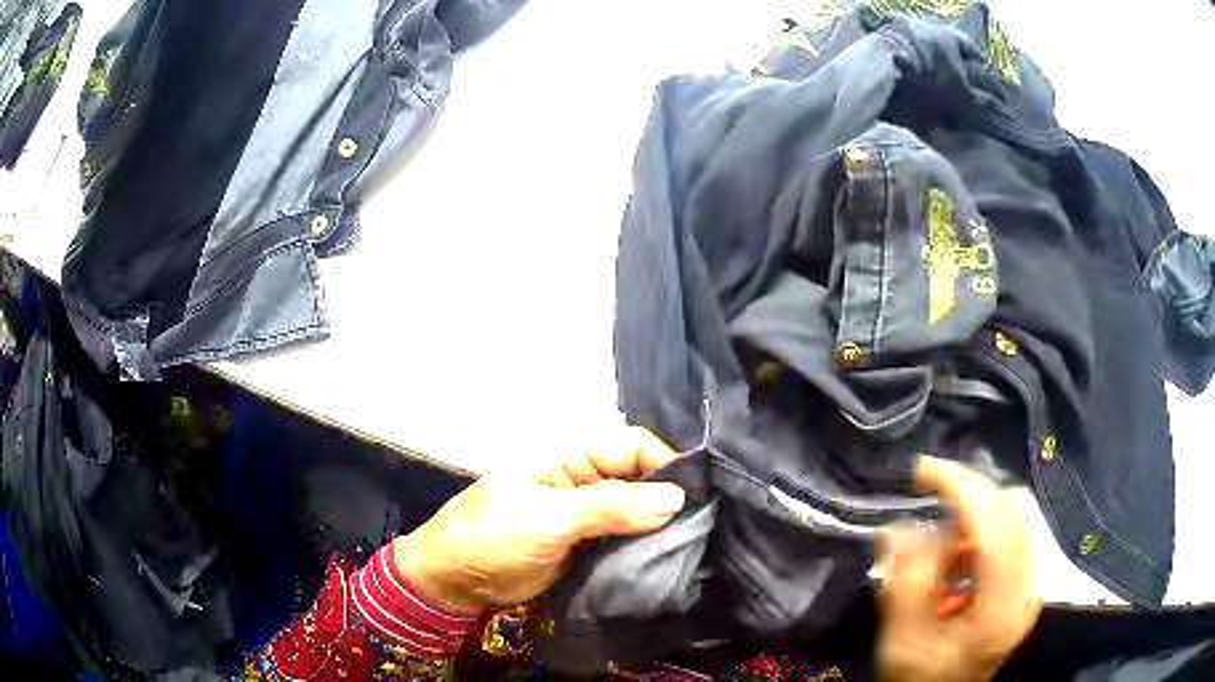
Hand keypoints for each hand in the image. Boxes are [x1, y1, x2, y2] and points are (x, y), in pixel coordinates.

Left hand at [392, 426, 685, 612]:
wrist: (456, 581)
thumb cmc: (492, 537)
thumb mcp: (548, 518)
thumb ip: (610, 507)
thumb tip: (676, 498)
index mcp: (570, 455)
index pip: (633, 445)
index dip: (667, 464)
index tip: (699, 496)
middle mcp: (584, 478)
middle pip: (641, 477)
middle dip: (669, 496)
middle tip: (705, 525)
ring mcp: (587, 514)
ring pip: (638, 509)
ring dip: (661, 525)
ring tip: (695, 543)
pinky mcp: (588, 544)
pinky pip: (626, 537)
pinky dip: (646, 545)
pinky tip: (669, 557)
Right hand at [877, 456, 1042, 681]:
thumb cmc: (921, 676)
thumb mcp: (903, 639)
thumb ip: (906, 582)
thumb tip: (901, 525)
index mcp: (1002, 605)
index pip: (995, 523)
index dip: (960, 487)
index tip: (921, 471)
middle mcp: (1028, 586)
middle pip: (1011, 509)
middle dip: (968, 492)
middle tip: (928, 492)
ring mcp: (1031, 581)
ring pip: (1013, 515)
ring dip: (973, 512)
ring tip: (937, 537)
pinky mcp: (1026, 579)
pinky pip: (1010, 531)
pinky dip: (980, 528)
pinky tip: (955, 553)